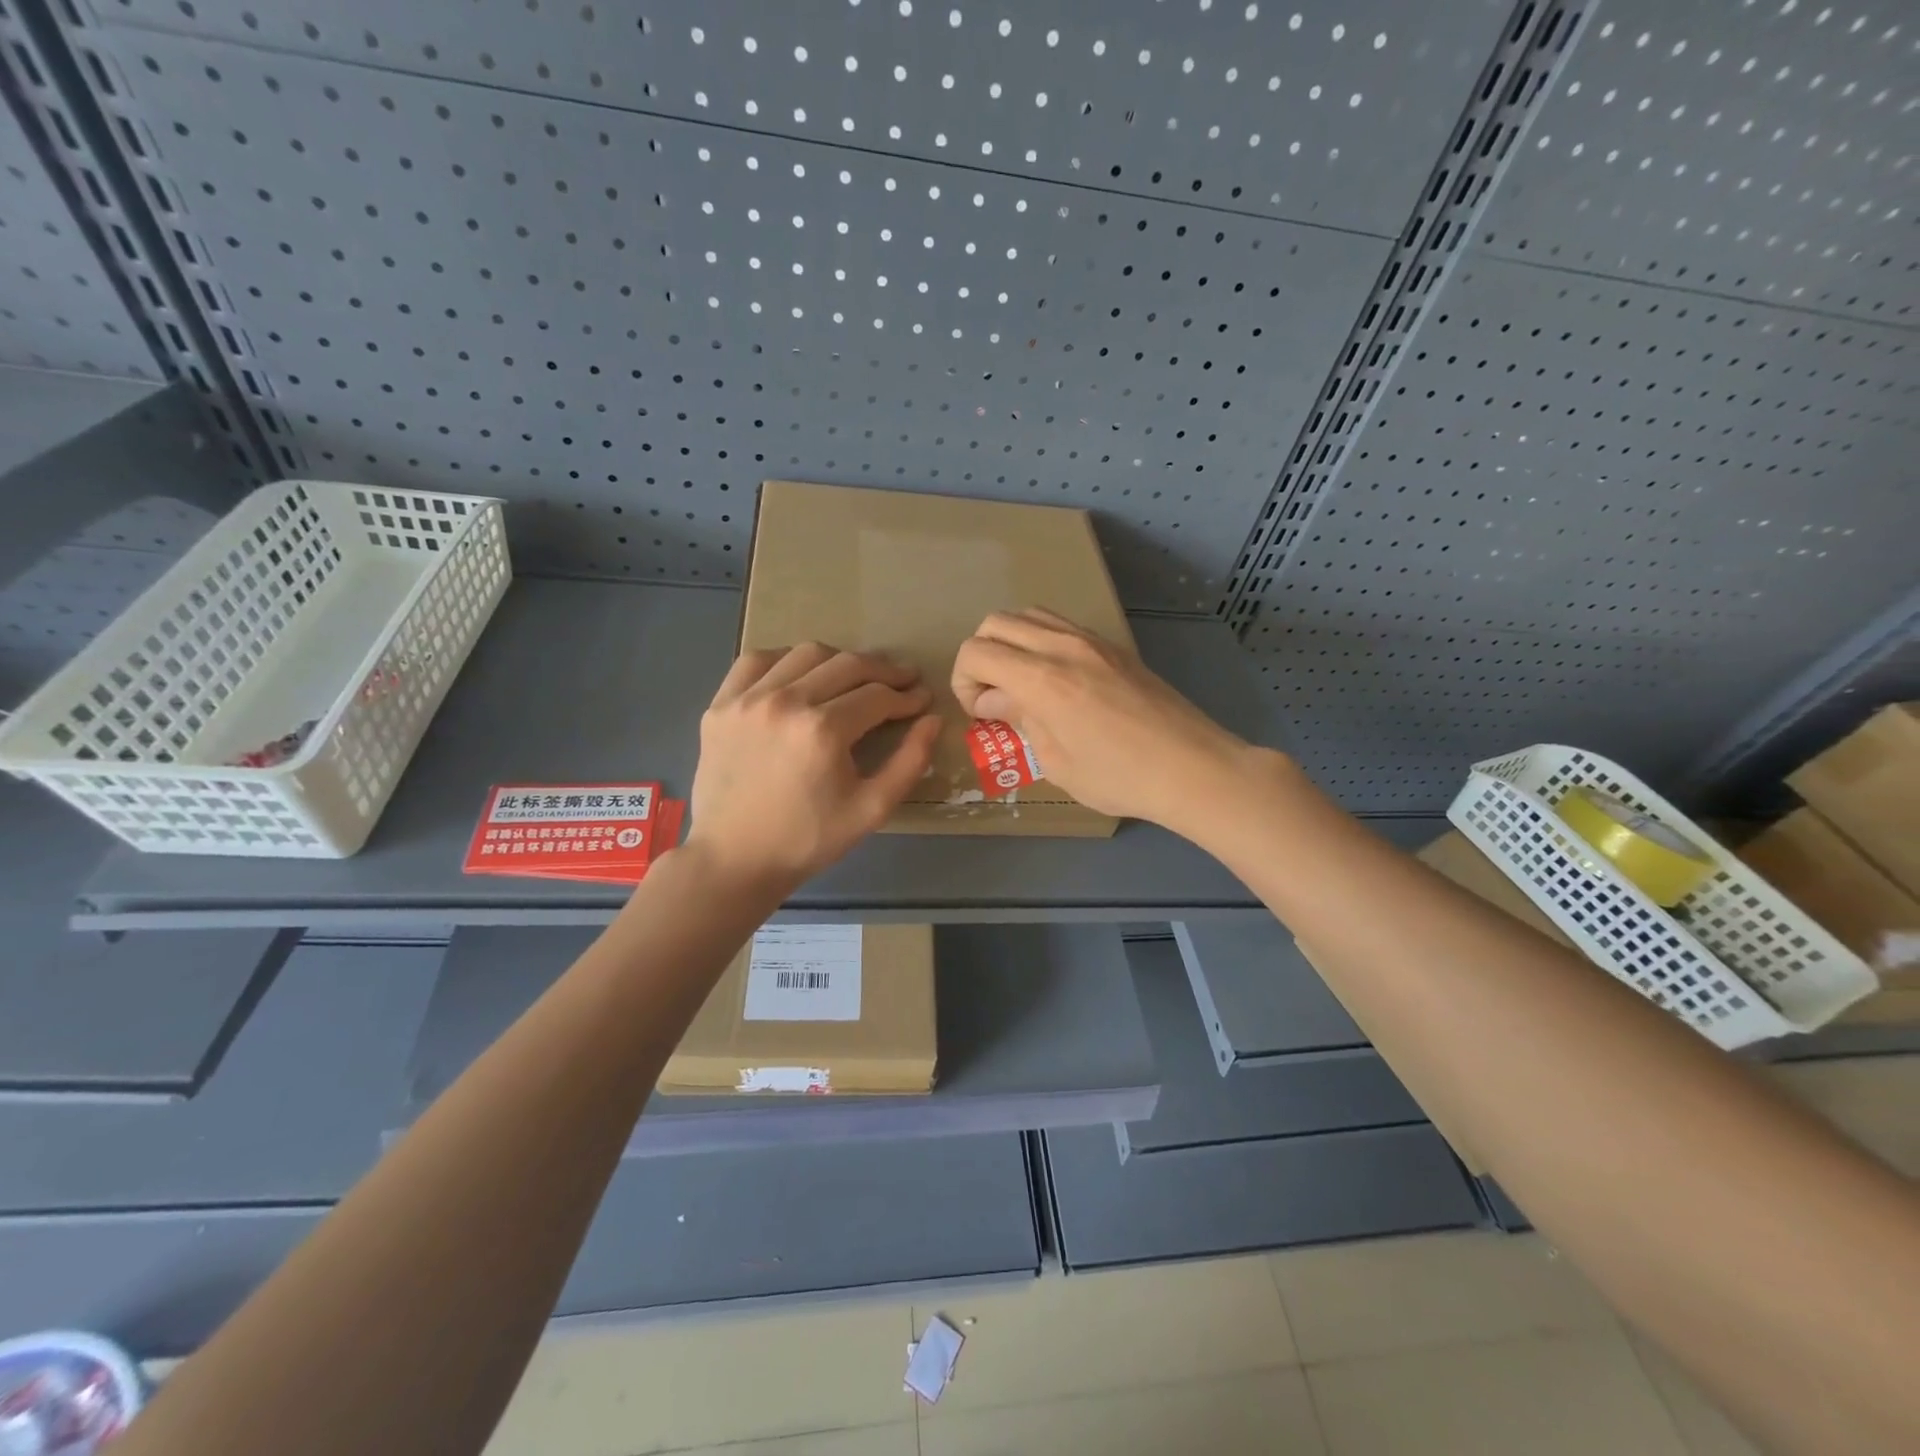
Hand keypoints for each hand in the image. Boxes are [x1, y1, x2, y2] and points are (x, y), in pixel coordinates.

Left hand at [684, 643, 940, 890]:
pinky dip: (785, 660)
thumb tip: (932, 719)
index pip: (877, 696)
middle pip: (846, 665)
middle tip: (902, 681)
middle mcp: (784, 702)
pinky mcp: (721, 705)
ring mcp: (747, 699)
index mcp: (823, 730)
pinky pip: (756, 662)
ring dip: (839, 661)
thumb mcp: (872, 809)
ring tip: (855, 678)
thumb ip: (910, 762)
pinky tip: (800, 676)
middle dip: (883, 671)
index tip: (921, 699)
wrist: (734, 860)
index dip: (906, 696)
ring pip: (805, 654)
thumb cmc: (808, 840)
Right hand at [951, 609, 1256, 835]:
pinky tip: (1055, 679)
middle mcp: (1063, 646)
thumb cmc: (1120, 777)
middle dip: (981, 657)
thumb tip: (991, 700)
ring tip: (1021, 684)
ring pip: (1028, 614)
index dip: (964, 681)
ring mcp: (1092, 640)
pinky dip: (1039, 641)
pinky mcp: (1112, 645)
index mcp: (1043, 680)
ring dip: (1010, 643)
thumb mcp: (1056, 762)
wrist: (1192, 766)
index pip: (977, 652)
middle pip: (995, 622)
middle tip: (995, 697)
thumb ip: (1019, 720)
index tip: (980, 713)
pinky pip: (1060, 624)